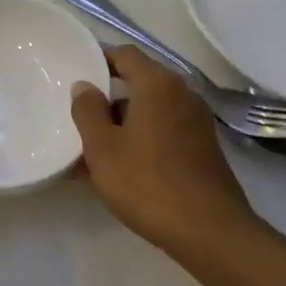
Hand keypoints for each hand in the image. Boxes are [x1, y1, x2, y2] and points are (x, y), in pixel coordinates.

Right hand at [71, 45, 265, 260]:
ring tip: (92, 149)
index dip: (99, 58)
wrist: (210, 231)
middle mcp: (182, 94)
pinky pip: (164, 130)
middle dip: (107, 96)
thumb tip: (84, 86)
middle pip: (139, 82)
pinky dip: (141, 138)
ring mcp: (196, 121)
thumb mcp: (103, 148)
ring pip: (150, 110)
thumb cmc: (148, 183)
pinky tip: (120, 167)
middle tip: (78, 115)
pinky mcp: (203, 147)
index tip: (76, 70)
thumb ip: (88, 111)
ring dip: (122, 122)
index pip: (125, 54)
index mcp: (158, 85)